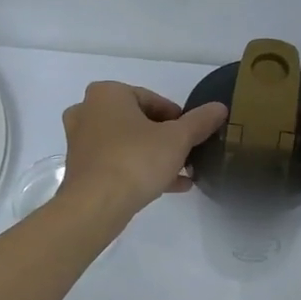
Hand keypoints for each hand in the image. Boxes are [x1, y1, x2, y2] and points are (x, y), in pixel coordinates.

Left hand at [59, 82, 227, 223]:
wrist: (96, 205)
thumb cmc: (136, 160)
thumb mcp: (177, 139)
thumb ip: (199, 121)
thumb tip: (220, 108)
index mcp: (107, 94)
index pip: (152, 99)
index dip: (177, 118)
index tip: (192, 135)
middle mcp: (88, 111)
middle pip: (138, 121)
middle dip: (165, 138)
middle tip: (187, 153)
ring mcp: (81, 141)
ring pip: (127, 144)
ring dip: (155, 156)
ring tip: (184, 172)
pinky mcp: (80, 169)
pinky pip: (117, 163)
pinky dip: (140, 170)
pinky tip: (170, 186)